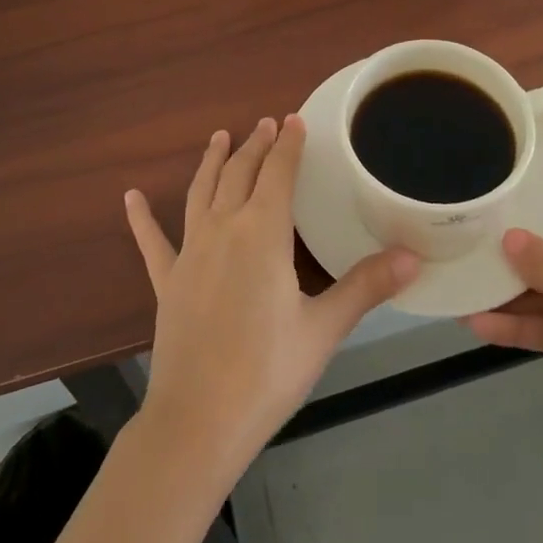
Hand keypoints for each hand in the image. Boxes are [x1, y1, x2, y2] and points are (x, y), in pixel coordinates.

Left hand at [125, 116, 419, 474]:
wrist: (198, 422)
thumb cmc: (267, 371)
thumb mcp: (323, 328)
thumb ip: (366, 287)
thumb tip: (413, 257)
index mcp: (263, 232)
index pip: (279, 172)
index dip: (288, 144)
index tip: (295, 120)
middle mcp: (224, 228)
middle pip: (240, 173)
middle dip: (255, 145)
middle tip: (266, 124)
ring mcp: (190, 252)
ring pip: (201, 192)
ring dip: (212, 161)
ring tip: (219, 137)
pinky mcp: (167, 280)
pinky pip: (152, 241)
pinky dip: (141, 218)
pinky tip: (130, 197)